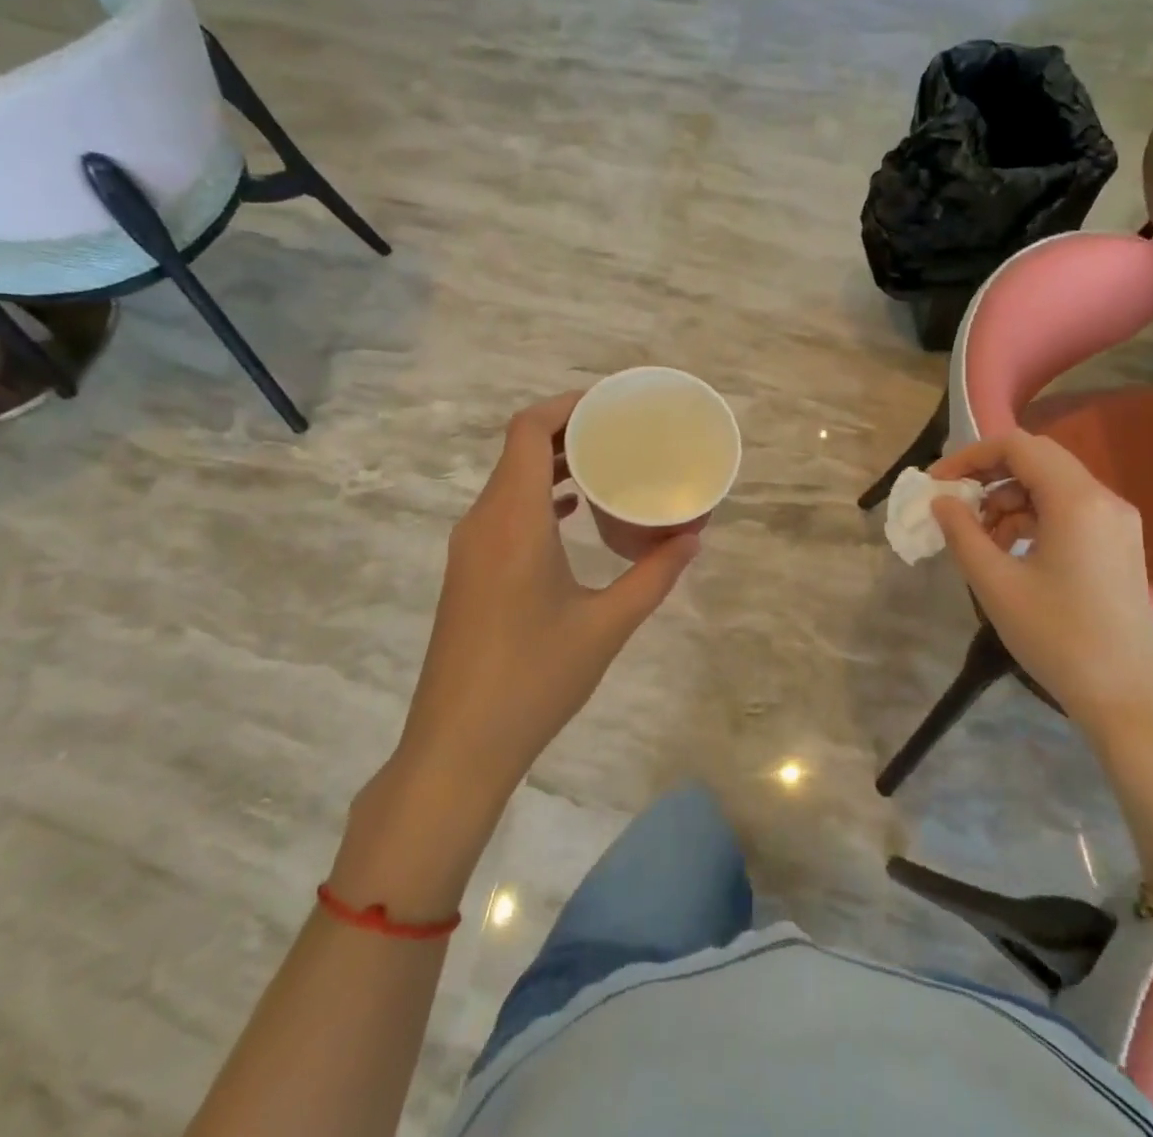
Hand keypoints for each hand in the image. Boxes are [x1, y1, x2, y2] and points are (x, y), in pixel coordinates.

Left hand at [394, 392, 700, 800]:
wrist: (457, 747)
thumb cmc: (534, 679)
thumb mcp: (606, 625)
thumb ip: (654, 575)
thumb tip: (694, 537)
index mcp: (512, 520)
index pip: (527, 430)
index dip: (566, 405)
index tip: (611, 404)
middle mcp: (483, 521)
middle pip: (518, 449)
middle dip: (569, 430)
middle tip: (622, 431)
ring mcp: (470, 548)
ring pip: (510, 480)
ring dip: (553, 464)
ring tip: (606, 464)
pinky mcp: (469, 572)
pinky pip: (505, 511)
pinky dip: (539, 497)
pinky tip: (575, 514)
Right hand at [930, 429, 1152, 740]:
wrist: (1126, 698)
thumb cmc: (1056, 637)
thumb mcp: (995, 584)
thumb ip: (961, 533)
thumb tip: (942, 501)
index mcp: (1077, 501)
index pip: (1017, 446)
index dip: (970, 456)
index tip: (937, 483)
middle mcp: (1103, 499)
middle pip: (1036, 459)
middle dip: (988, 475)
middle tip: (954, 504)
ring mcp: (1116, 522)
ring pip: (1051, 485)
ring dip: (1008, 499)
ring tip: (980, 539)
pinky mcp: (1118, 544)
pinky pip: (1067, 510)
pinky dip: (1032, 517)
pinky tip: (1009, 551)